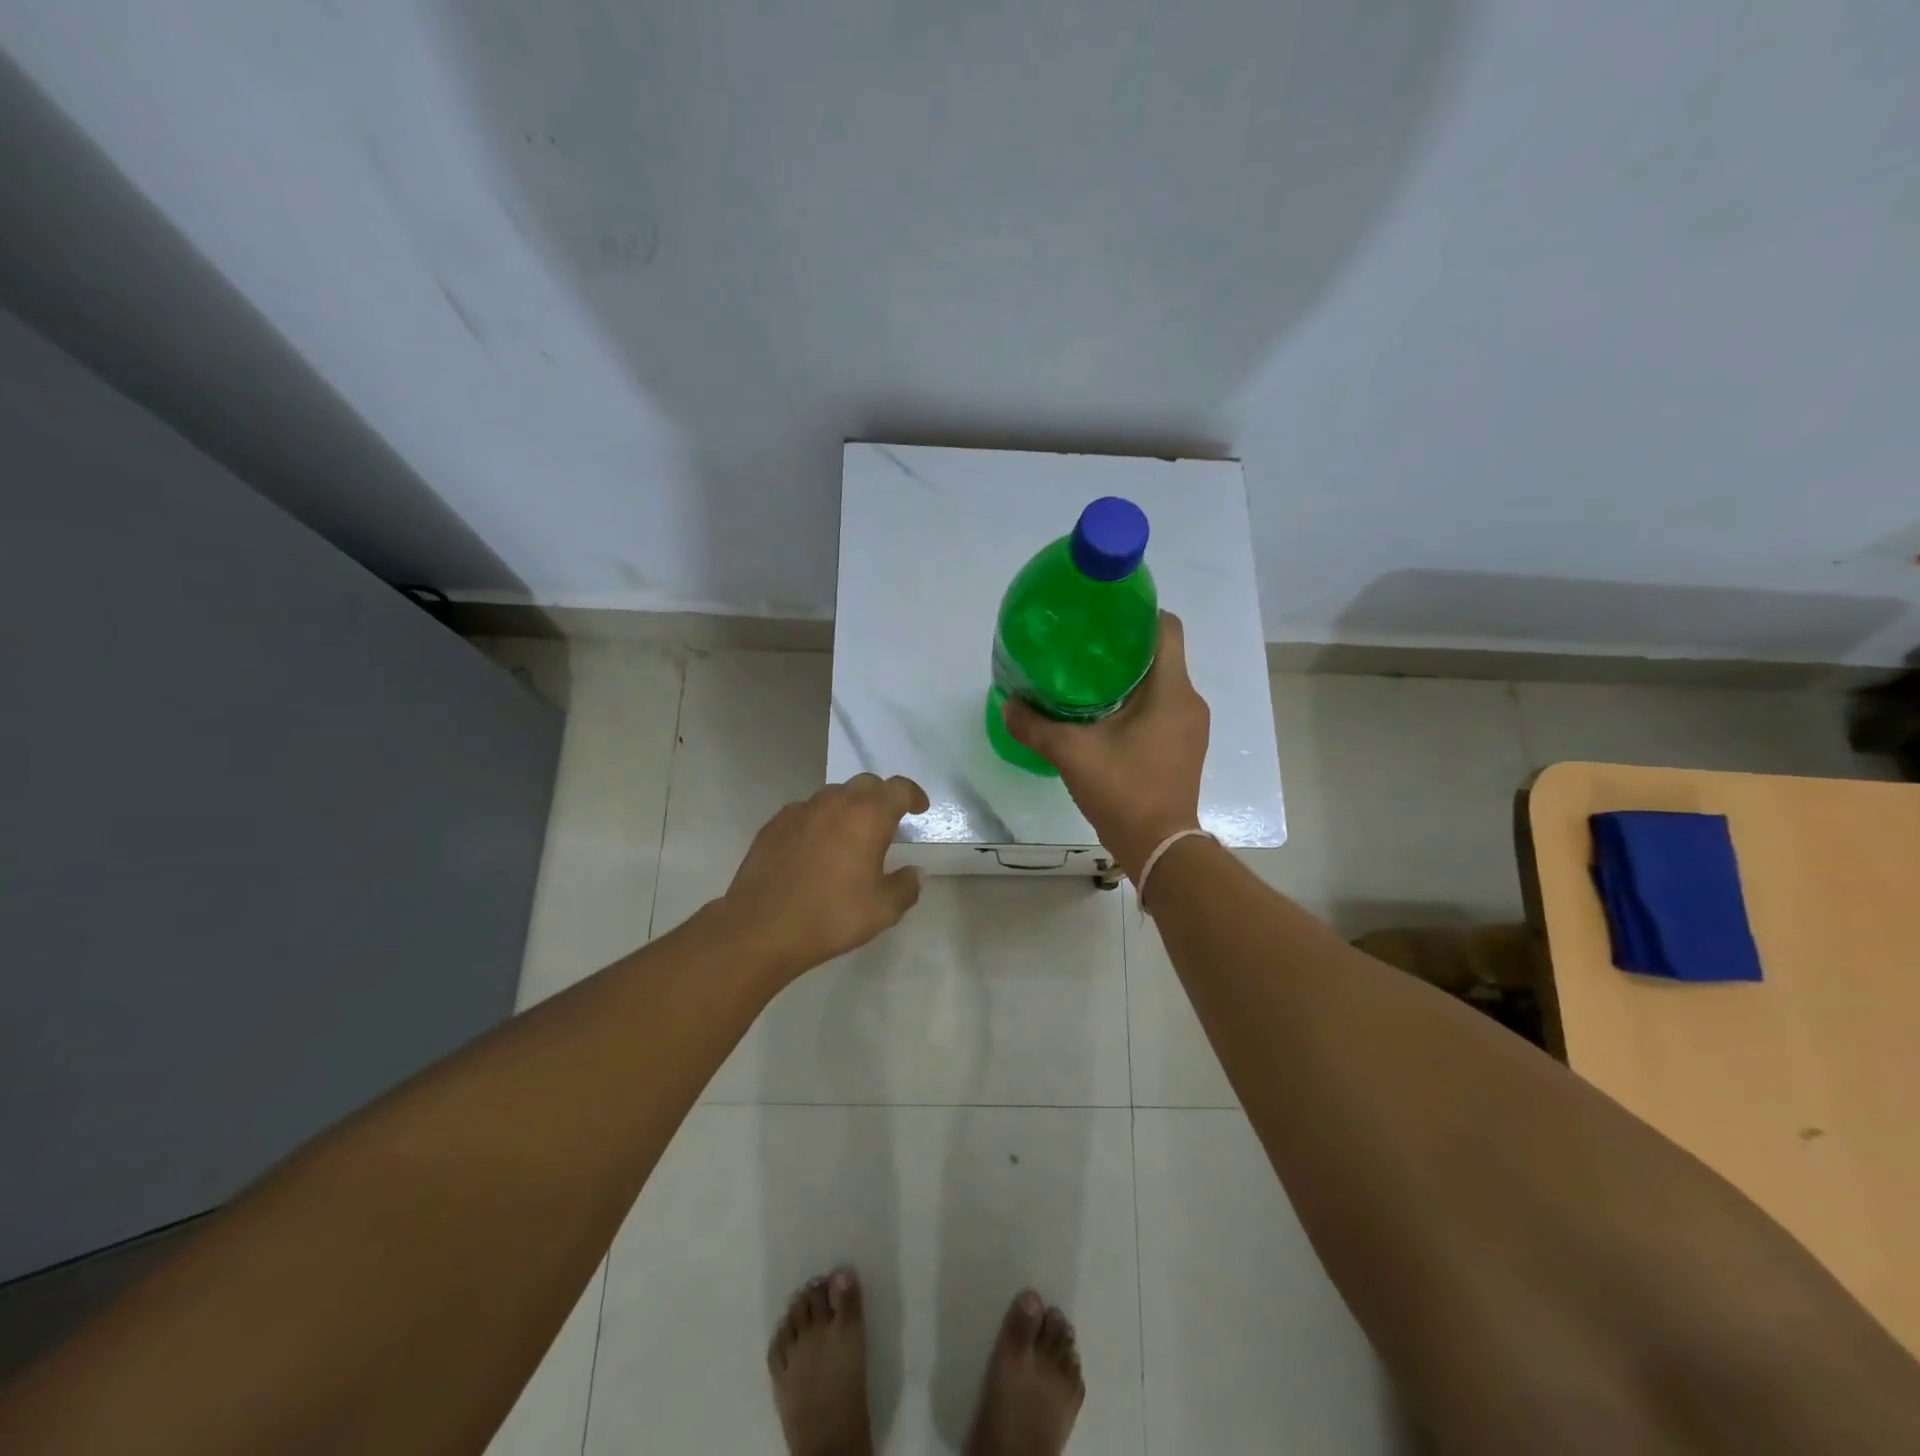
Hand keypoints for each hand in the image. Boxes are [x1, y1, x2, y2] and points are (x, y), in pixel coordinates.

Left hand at [720, 773, 930, 978]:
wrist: (762, 927)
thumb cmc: (831, 916)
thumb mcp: (883, 910)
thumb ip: (906, 887)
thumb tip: (915, 873)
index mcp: (869, 816)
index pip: (899, 788)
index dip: (913, 795)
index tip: (919, 809)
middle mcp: (836, 802)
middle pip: (866, 784)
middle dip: (881, 797)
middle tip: (886, 822)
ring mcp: (801, 810)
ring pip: (833, 795)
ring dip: (848, 807)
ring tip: (849, 835)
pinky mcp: (775, 823)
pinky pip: (805, 811)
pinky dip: (818, 820)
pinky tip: (815, 847)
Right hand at [1002, 611, 1209, 880]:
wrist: (1159, 847)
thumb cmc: (1124, 790)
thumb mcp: (1072, 753)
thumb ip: (1035, 726)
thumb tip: (1008, 704)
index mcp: (1171, 690)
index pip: (1166, 628)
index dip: (1137, 613)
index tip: (1102, 616)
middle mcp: (1188, 701)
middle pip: (1159, 655)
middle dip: (1122, 647)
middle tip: (1081, 647)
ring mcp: (1189, 727)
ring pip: (1159, 684)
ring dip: (1127, 678)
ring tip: (1085, 680)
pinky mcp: (1182, 748)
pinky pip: (1161, 709)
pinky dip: (1135, 704)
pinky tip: (1102, 716)